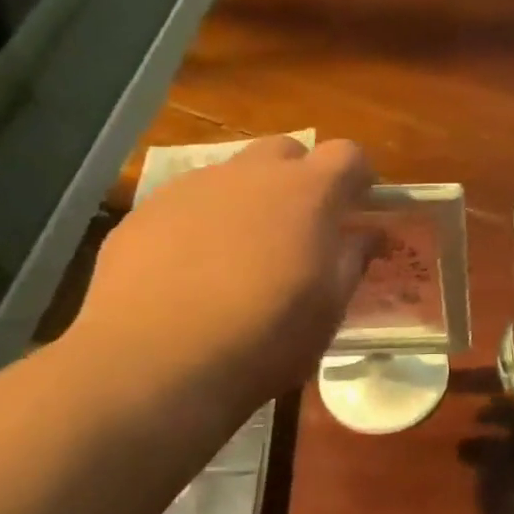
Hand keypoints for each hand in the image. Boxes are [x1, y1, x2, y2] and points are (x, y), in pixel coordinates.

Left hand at [69, 137, 373, 415]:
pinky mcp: (145, 211)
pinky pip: (188, 204)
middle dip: (301, 178)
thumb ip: (352, 260)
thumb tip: (368, 234)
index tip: (359, 206)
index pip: (346, 155)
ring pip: (234, 176)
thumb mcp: (329, 308)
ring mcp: (192, 188)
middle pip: (287, 151)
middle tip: (301, 228)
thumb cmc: (264, 338)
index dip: (358, 177)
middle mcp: (249, 174)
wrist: (153, 363)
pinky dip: (203, 224)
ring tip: (242, 256)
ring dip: (250, 201)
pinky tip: (192, 273)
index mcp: (306, 192)